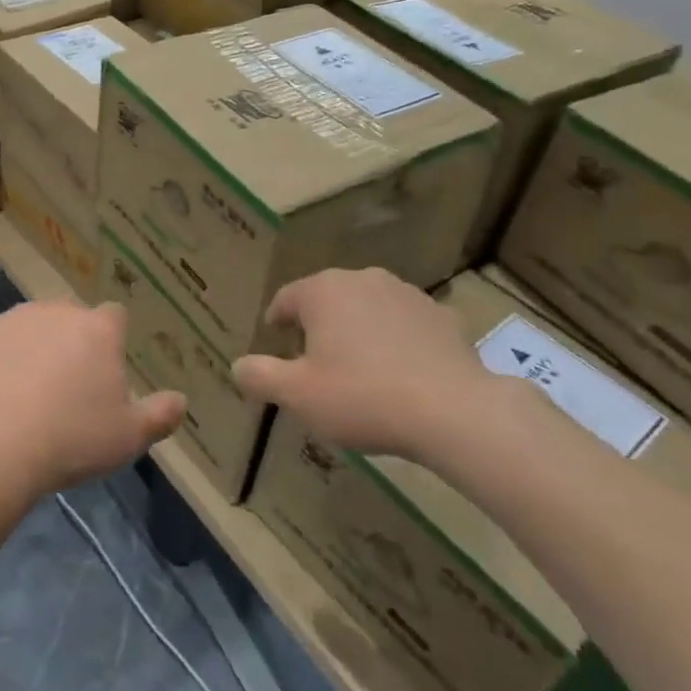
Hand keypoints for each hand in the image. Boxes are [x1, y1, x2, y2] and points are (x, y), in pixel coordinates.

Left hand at [0, 301, 185, 501]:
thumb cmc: (72, 440)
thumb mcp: (129, 438)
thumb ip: (160, 415)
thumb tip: (181, 400)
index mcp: (98, 329)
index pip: (115, 317)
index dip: (111, 342)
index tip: (104, 375)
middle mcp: (58, 311)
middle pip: (71, 317)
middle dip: (72, 341)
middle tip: (66, 387)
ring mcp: (14, 318)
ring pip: (31, 324)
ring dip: (34, 345)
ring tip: (26, 391)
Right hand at [233, 268, 495, 461]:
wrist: (454, 411)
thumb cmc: (362, 397)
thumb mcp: (298, 395)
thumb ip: (261, 376)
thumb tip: (237, 365)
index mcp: (323, 291)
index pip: (287, 298)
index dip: (276, 319)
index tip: (274, 336)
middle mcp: (363, 280)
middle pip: (328, 298)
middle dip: (318, 324)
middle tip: (313, 358)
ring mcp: (407, 294)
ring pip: (369, 307)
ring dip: (358, 329)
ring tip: (358, 366)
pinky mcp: (443, 316)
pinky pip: (406, 325)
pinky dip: (397, 340)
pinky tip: (401, 372)